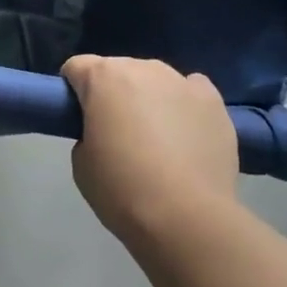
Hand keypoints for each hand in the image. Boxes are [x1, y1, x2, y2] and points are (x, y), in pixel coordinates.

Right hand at [63, 54, 237, 247]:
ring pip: (156, 81)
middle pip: (118, 71)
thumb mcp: (81, 165)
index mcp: (102, 77)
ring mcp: (180, 80)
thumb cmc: (123, 191)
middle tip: (119, 135)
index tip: (80, 119)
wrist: (187, 219)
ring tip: (160, 142)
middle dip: (114, 95)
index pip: (76, 67)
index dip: (73, 91)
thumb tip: (105, 131)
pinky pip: (192, 91)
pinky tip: (188, 136)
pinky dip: (185, 106)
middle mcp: (141, 67)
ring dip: (151, 100)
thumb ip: (87, 134)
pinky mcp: (212, 99)